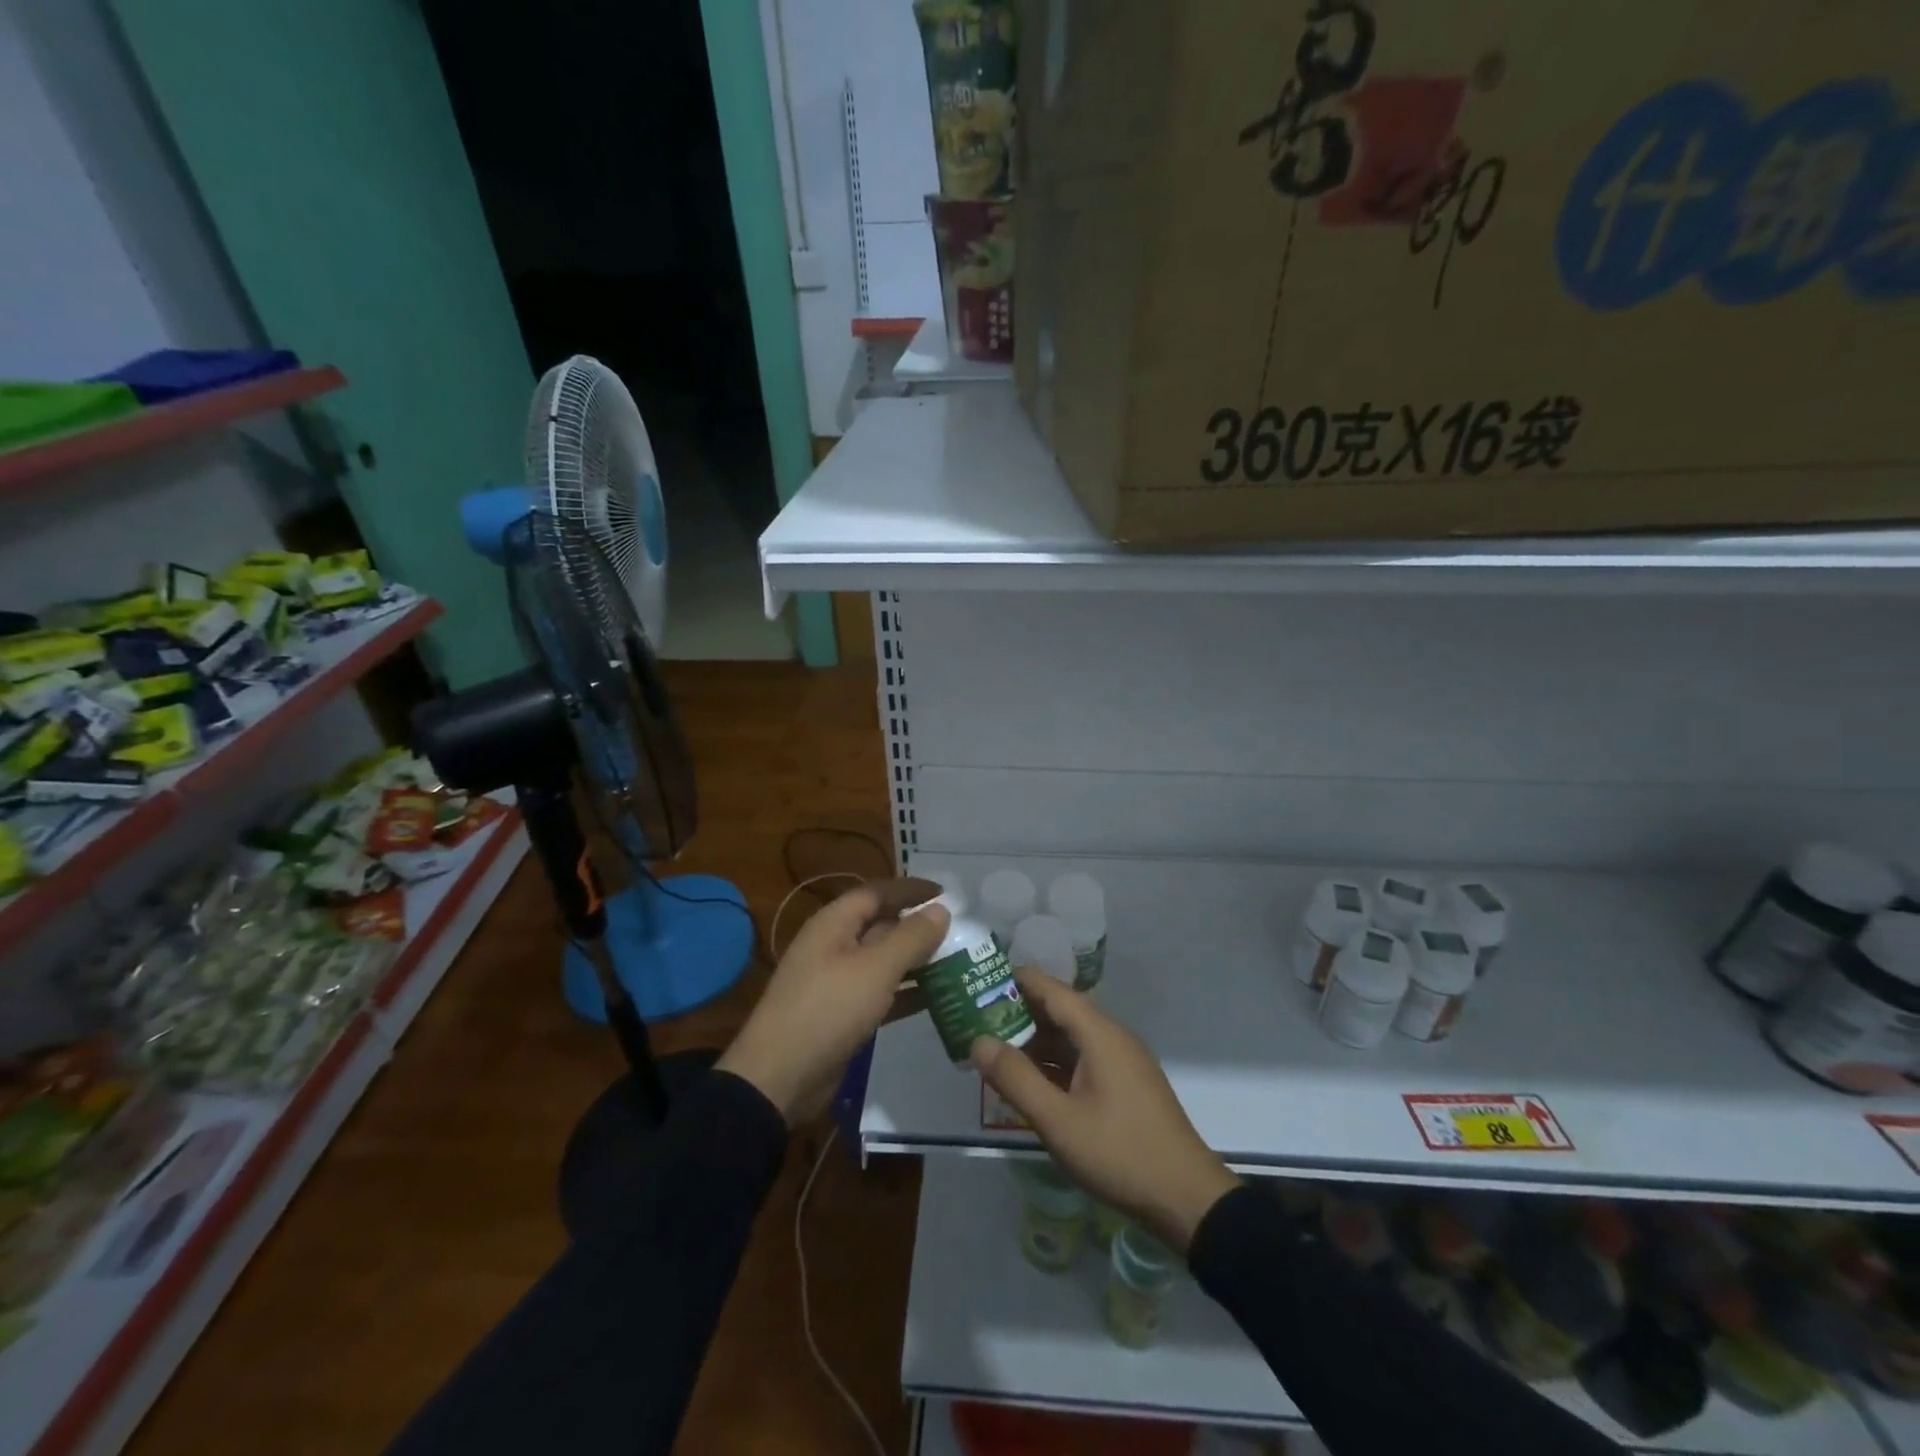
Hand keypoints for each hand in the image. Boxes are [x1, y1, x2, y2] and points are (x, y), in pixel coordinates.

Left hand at [718, 883, 947, 1125]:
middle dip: (918, 927)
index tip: (946, 893)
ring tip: (957, 963)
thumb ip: (911, 938)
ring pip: (884, 961)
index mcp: (834, 924)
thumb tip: (941, 909)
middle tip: (960, 932)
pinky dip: (906, 993)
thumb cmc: (827, 1010)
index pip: (877, 893)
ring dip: (917, 961)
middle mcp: (834, 946)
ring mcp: (837, 982)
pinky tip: (937, 998)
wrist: (779, 1079)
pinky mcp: (843, 1015)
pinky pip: (881, 993)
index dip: (910, 889)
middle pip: (882, 926)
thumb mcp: (875, 970)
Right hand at [971, 970, 1238, 1251]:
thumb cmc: (1120, 1153)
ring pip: (1069, 1038)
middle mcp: (1111, 1037)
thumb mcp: (1059, 1121)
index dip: (1014, 981)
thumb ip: (1016, 1079)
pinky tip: (1027, 1082)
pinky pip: (1081, 1060)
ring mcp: (1120, 1062)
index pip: (1050, 989)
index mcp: (1099, 1033)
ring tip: (992, 1051)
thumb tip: (978, 1041)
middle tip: (974, 1021)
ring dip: (1033, 1042)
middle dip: (1017, 1013)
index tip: (978, 982)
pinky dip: (1052, 1064)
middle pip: (1058, 1011)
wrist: (1187, 1200)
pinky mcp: (1124, 1085)